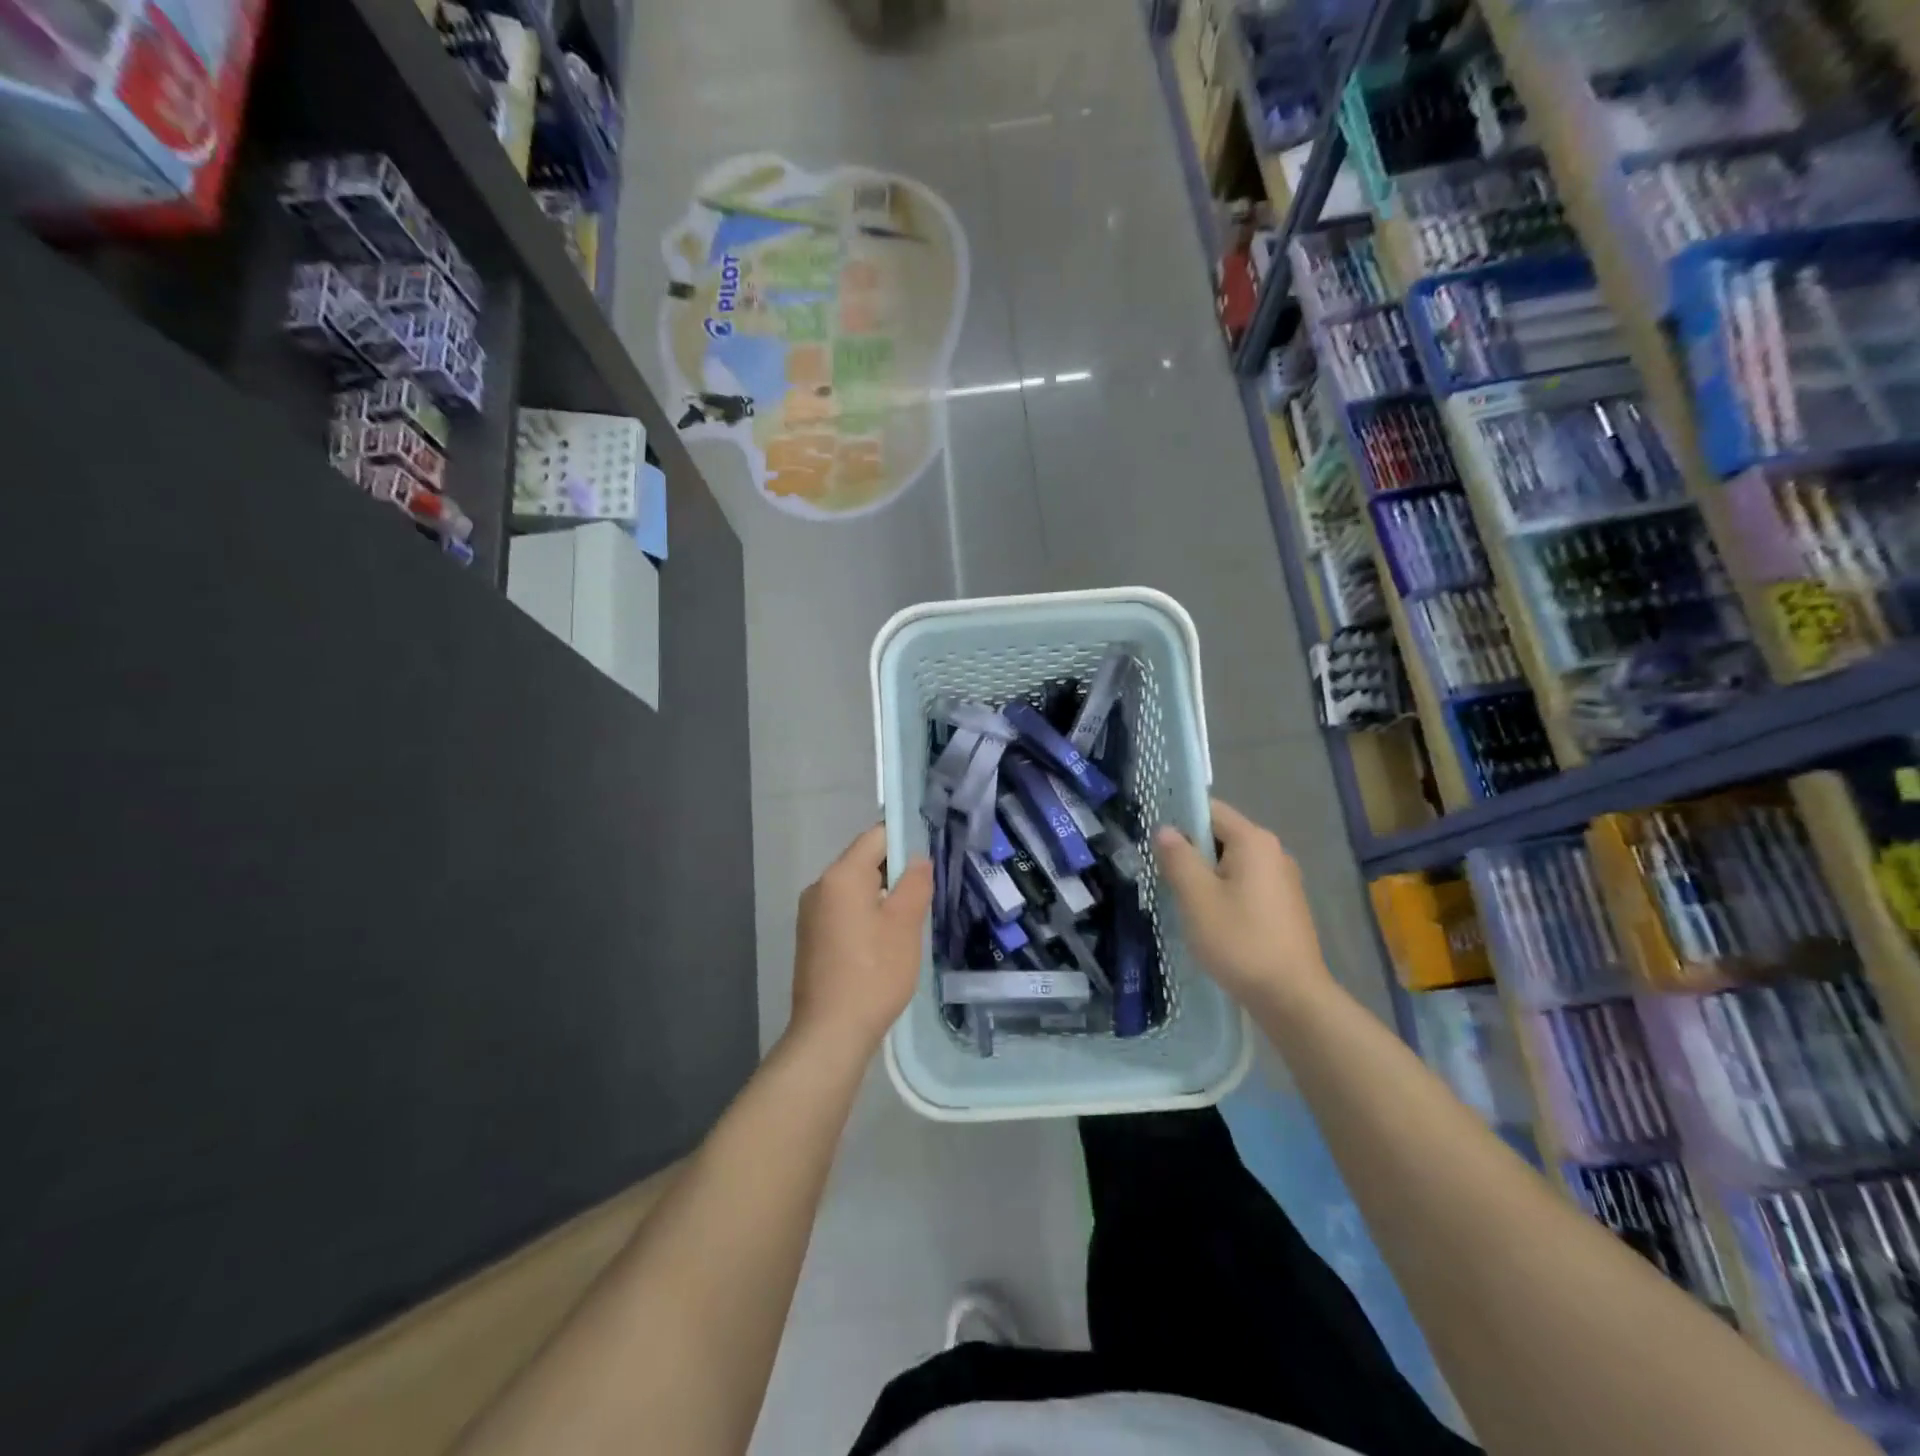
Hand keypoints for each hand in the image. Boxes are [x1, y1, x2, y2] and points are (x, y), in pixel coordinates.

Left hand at [789, 824, 933, 1055]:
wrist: (830, 1032)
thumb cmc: (874, 973)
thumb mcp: (905, 924)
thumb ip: (915, 883)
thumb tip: (918, 858)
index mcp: (841, 876)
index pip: (876, 836)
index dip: (905, 838)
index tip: (931, 853)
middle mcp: (819, 887)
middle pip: (863, 861)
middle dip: (896, 870)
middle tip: (928, 888)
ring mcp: (811, 914)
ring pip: (855, 889)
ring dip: (883, 895)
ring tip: (913, 916)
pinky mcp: (811, 939)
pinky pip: (844, 911)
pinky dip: (867, 914)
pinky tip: (886, 940)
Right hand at [1154, 799, 1333, 1010]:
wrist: (1292, 997)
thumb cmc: (1240, 941)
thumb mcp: (1197, 898)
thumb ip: (1178, 858)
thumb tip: (1164, 829)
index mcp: (1254, 841)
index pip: (1210, 810)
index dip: (1179, 820)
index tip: (1154, 842)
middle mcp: (1273, 852)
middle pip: (1221, 836)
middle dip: (1190, 851)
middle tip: (1162, 874)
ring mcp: (1283, 880)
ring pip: (1231, 863)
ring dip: (1205, 875)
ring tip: (1181, 899)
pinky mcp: (1284, 906)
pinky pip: (1245, 884)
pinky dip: (1224, 892)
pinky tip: (1209, 919)